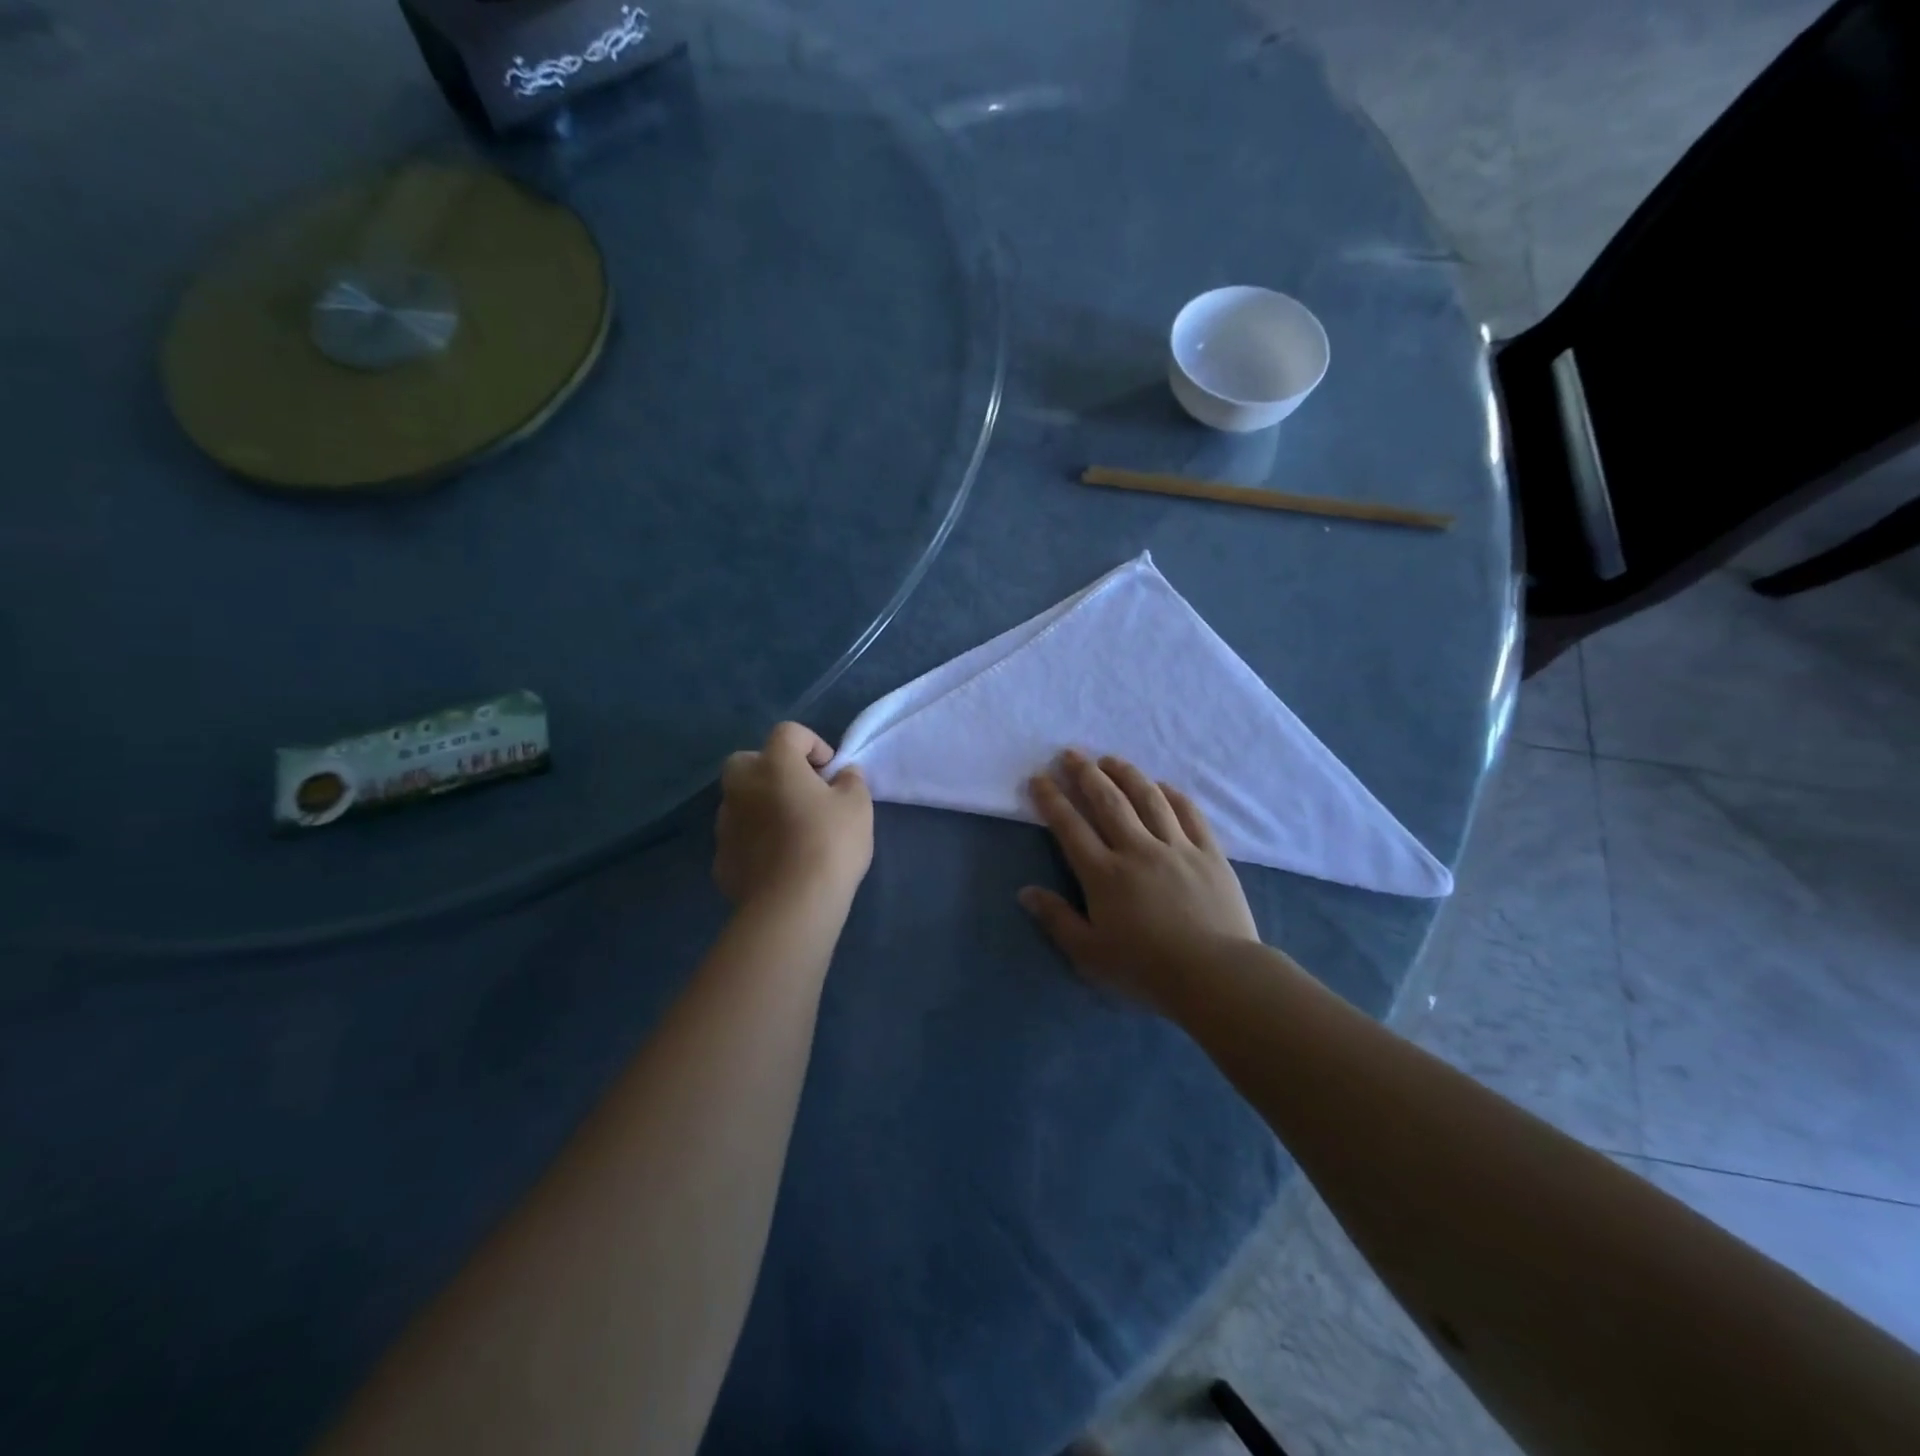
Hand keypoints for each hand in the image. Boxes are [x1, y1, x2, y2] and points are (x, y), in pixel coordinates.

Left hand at [715, 722, 872, 911]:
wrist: (792, 904)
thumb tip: (841, 775)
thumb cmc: (830, 844)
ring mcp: (725, 824)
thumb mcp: (858, 806)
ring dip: (760, 806)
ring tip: (790, 832)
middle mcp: (741, 786)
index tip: (830, 771)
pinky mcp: (720, 859)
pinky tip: (776, 862)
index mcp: (774, 765)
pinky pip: (738, 838)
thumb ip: (850, 781)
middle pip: (748, 761)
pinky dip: (754, 841)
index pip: (788, 733)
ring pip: (739, 801)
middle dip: (772, 769)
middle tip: (801, 793)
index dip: (812, 744)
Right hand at [1019, 751, 1256, 1011]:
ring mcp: (1176, 848)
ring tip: (1110, 759)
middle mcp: (1137, 850)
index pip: (1070, 827)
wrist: (1216, 975)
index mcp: (1104, 874)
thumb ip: (1057, 920)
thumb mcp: (1090, 954)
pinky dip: (1172, 795)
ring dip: (1126, 774)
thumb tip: (1025, 892)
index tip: (1040, 778)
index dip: (1052, 799)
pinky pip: (1189, 814)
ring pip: (1148, 799)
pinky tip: (1162, 785)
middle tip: (1071, 754)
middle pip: (1108, 802)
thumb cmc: (1146, 969)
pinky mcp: (1209, 854)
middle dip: (1086, 774)